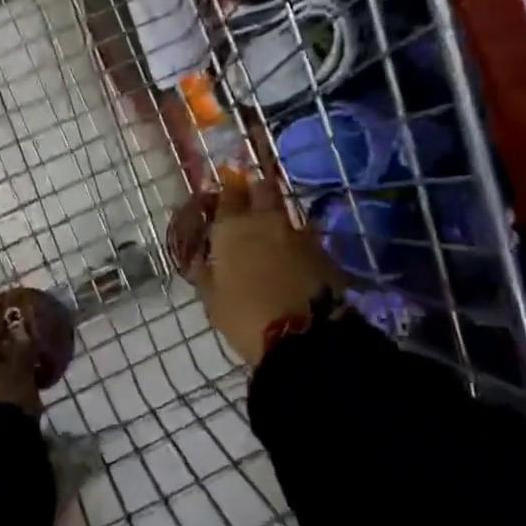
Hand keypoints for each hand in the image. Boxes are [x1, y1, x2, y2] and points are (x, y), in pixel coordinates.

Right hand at [177, 176, 341, 365]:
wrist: (304, 337)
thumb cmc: (245, 317)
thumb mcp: (213, 300)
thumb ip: (206, 273)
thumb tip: (203, 260)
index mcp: (232, 228)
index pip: (227, 194)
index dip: (225, 194)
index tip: (222, 199)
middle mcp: (264, 220)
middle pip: (262, 188)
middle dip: (255, 191)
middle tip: (249, 205)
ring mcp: (297, 232)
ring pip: (285, 211)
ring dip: (276, 217)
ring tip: (270, 234)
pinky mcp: (323, 250)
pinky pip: (303, 235)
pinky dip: (294, 241)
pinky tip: (290, 256)